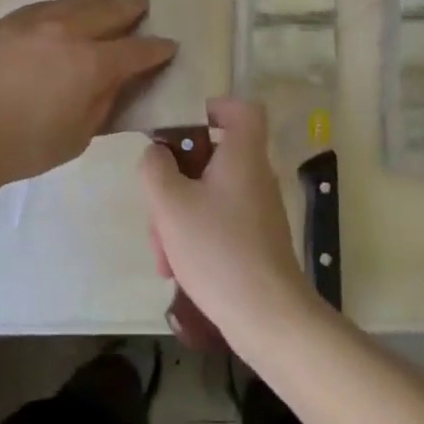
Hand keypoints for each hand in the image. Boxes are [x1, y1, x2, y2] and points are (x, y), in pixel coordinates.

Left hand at [0, 0, 175, 186]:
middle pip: (110, 11)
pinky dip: (64, 5)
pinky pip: (46, 4)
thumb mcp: (77, 137)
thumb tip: (114, 83)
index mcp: (92, 63)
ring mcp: (36, 20)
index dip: (157, 48)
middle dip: (131, 9)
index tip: (169, 46)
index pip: (136, 50)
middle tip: (143, 6)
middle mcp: (69, 31)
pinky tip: (64, 8)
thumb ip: (101, 104)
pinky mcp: (8, 21)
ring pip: (77, 0)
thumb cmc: (24, 146)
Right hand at [139, 97, 319, 340]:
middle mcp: (255, 175)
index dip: (214, 107)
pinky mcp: (256, 240)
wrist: (267, 316)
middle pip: (212, 157)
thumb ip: (155, 168)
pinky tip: (177, 270)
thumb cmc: (217, 248)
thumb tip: (157, 152)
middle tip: (157, 208)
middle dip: (176, 181)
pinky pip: (219, 222)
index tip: (183, 126)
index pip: (241, 109)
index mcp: (243, 154)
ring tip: (162, 255)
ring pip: (209, 195)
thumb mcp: (170, 204)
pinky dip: (195, 236)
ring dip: (179, 216)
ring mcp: (258, 210)